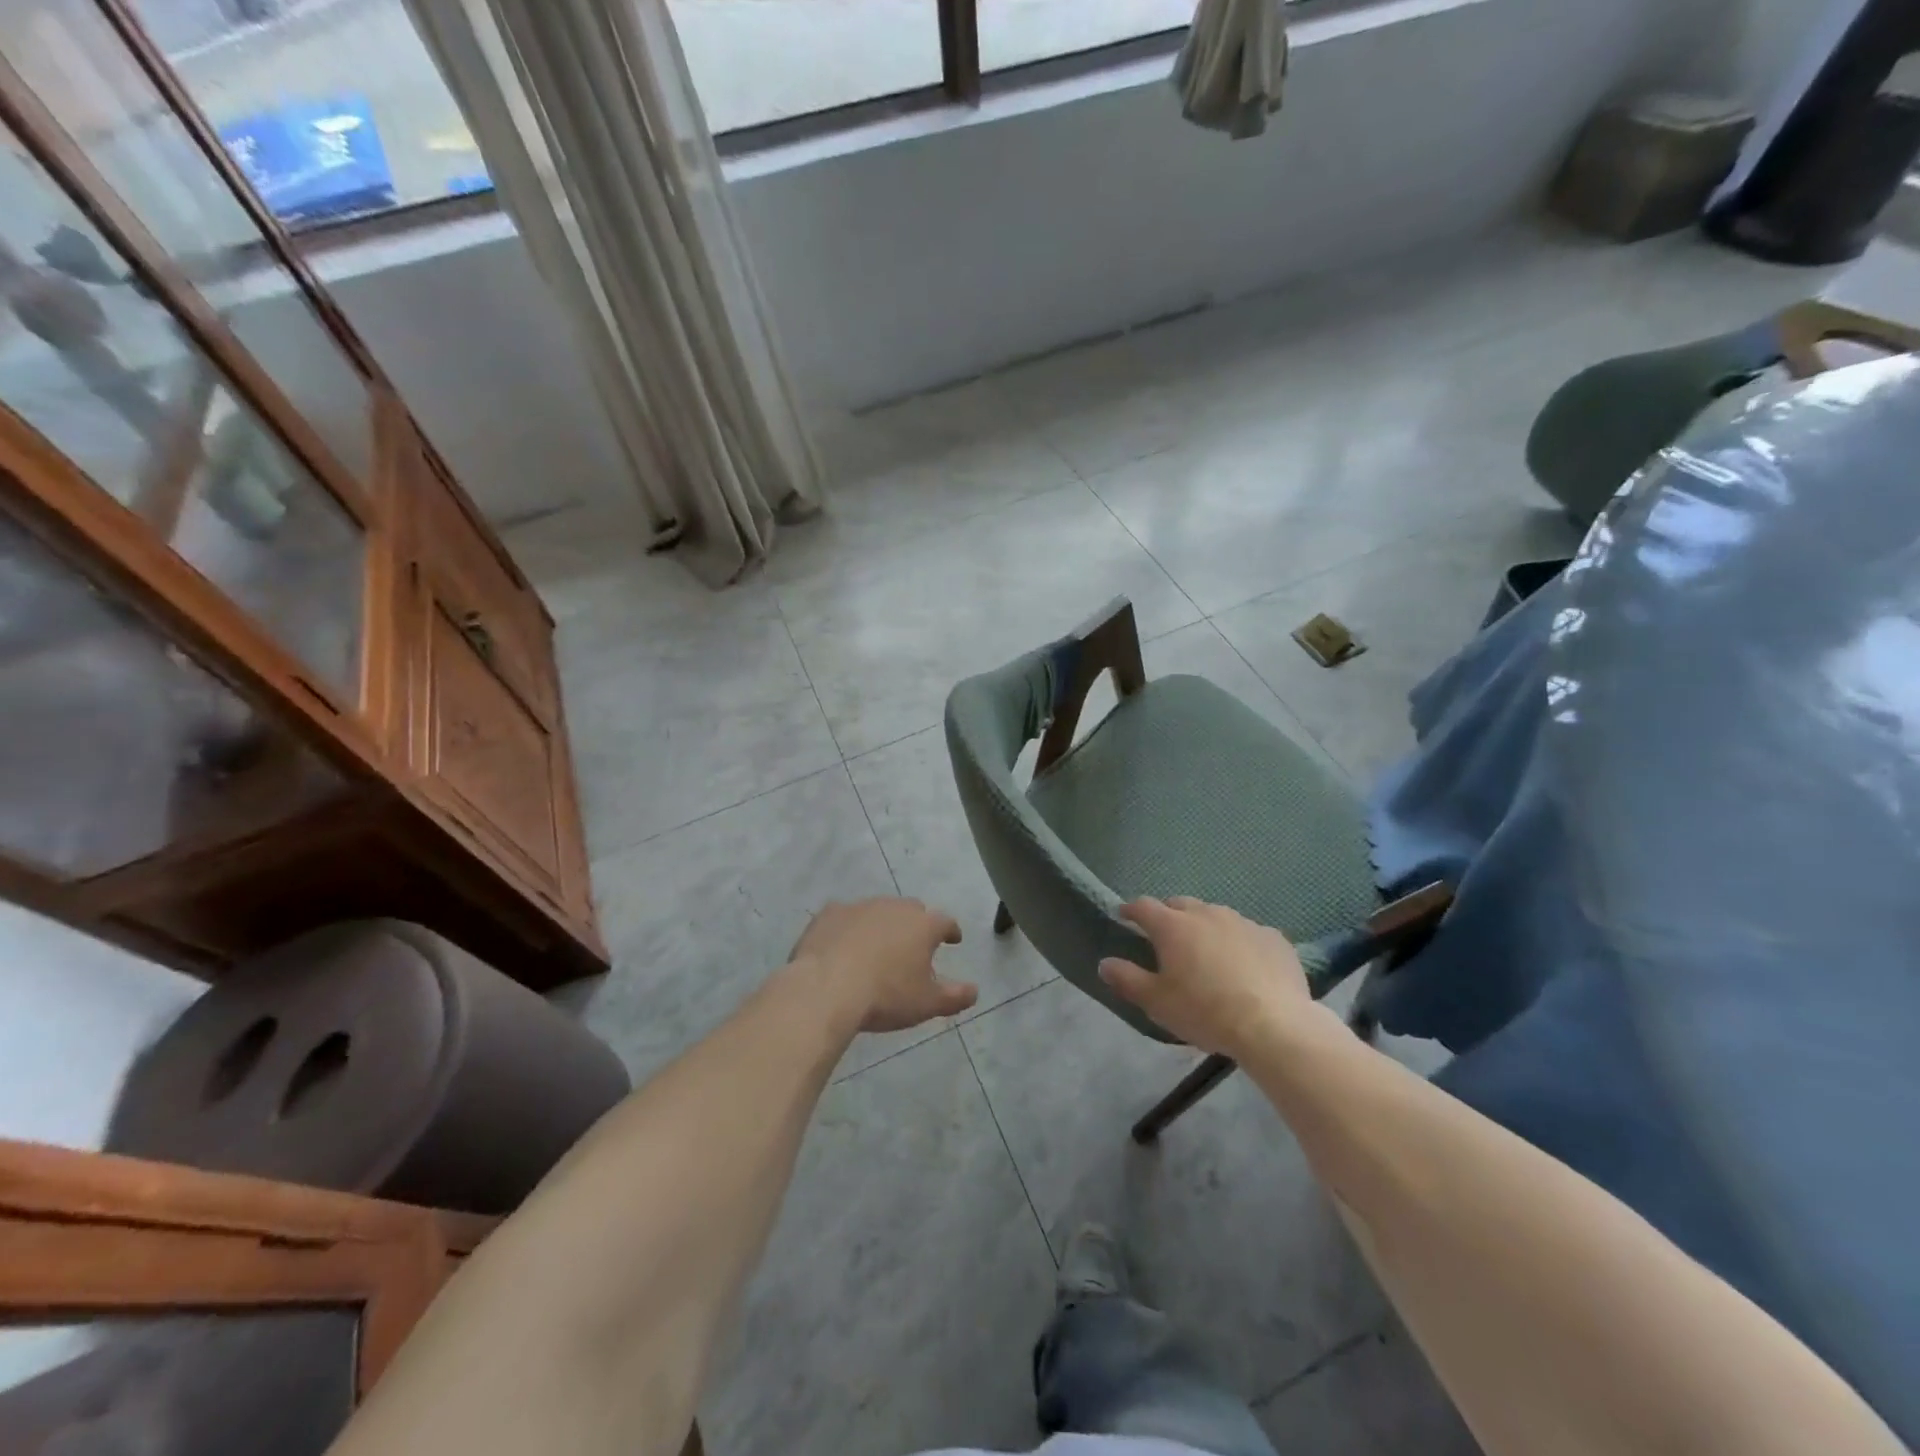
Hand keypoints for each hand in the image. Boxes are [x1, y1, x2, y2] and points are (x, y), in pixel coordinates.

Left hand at [790, 898, 976, 1033]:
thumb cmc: (885, 996)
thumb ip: (954, 996)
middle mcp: (894, 907)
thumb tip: (974, 991)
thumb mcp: (926, 1004)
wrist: (826, 988)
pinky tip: (843, 944)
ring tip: (878, 947)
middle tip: (914, 944)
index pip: (945, 922)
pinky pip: (845, 917)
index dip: (950, 931)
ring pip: (878, 910)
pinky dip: (849, 927)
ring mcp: (860, 906)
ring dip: (882, 924)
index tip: (953, 940)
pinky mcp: (830, 913)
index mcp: (922, 925)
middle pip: (912, 910)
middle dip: (916, 924)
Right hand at [1098, 896, 1315, 1057]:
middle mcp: (1207, 914)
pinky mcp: (1273, 937)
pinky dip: (1239, 942)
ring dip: (1205, 926)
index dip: (1131, 910)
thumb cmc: (1205, 1011)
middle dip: (1169, 915)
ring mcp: (1243, 922)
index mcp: (1173, 927)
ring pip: (1216, 916)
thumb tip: (1104, 963)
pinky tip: (1244, 964)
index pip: (1144, 906)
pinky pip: (1248, 933)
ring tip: (1206, 950)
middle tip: (1166, 936)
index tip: (1124, 915)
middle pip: (1181, 904)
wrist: (1274, 1025)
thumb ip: (1127, 979)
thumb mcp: (1157, 1002)